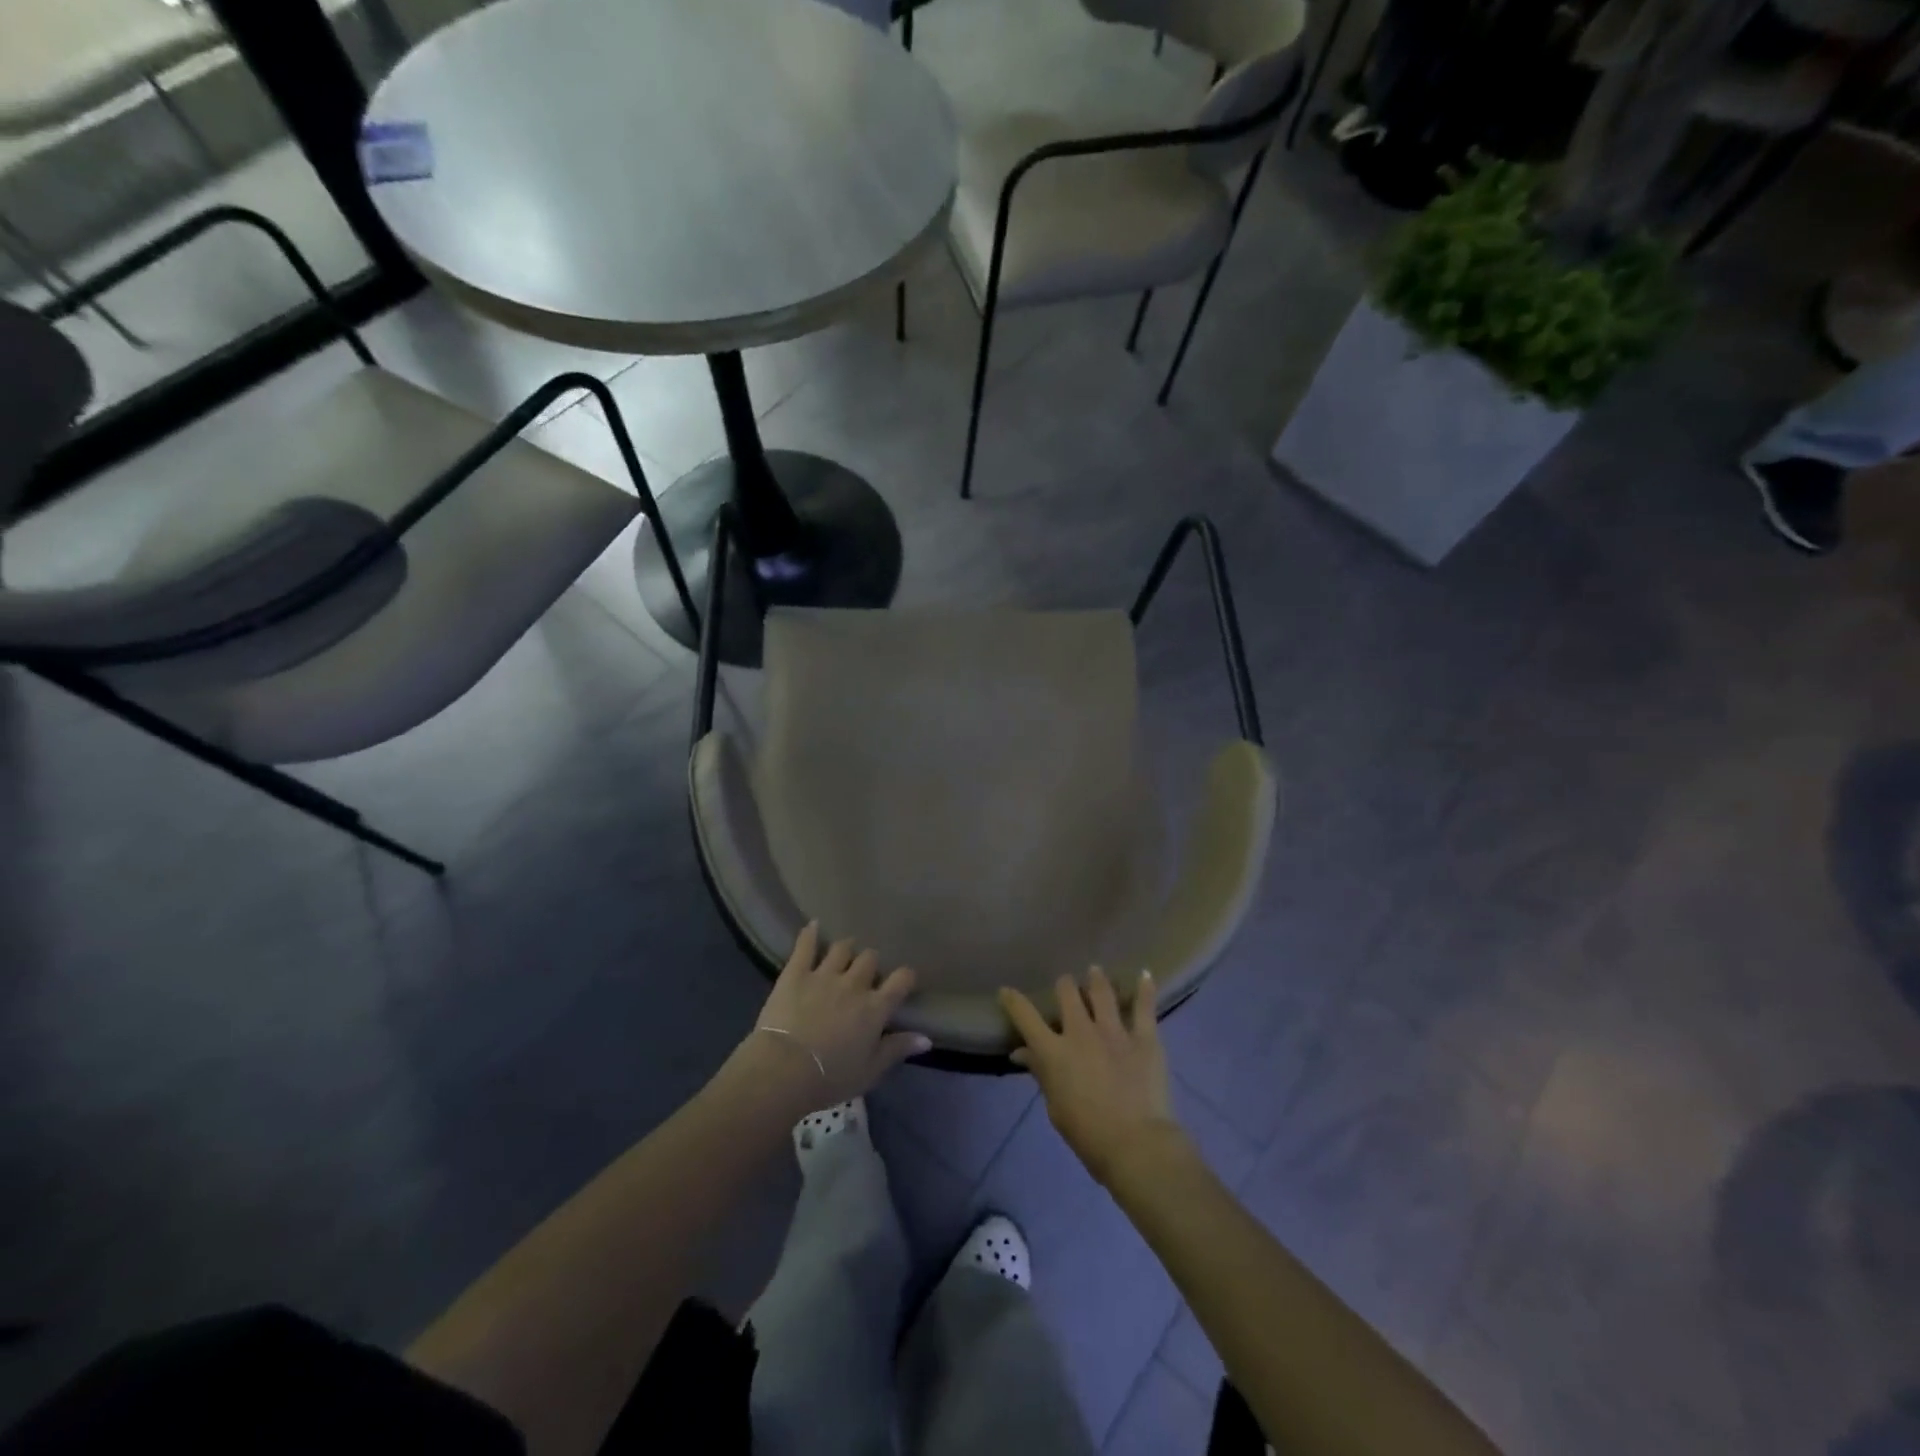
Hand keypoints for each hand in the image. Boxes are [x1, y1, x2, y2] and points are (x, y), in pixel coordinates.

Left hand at [743, 923, 926, 1114]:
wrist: (784, 1070)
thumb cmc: (830, 1077)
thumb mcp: (870, 1071)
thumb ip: (897, 1049)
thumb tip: (927, 1038)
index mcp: (875, 1007)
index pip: (901, 980)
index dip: (905, 977)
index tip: (903, 981)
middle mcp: (854, 984)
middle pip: (870, 959)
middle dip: (870, 964)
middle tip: (864, 975)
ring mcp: (824, 974)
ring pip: (842, 948)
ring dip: (845, 950)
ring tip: (842, 954)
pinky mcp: (796, 973)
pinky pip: (805, 946)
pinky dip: (810, 934)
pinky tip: (813, 925)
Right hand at [1000, 967, 1182, 1185]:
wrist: (1135, 1144)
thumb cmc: (1088, 1134)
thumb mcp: (1055, 1108)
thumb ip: (1041, 1074)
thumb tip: (1021, 1053)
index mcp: (1054, 1052)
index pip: (1026, 1017)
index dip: (1013, 1001)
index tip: (1006, 991)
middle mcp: (1081, 1032)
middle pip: (1067, 993)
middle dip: (1064, 986)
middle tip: (1066, 986)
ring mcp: (1114, 1031)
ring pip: (1102, 992)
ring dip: (1096, 979)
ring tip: (1095, 972)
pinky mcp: (1144, 1037)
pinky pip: (1143, 1007)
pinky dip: (1144, 989)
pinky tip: (1144, 974)